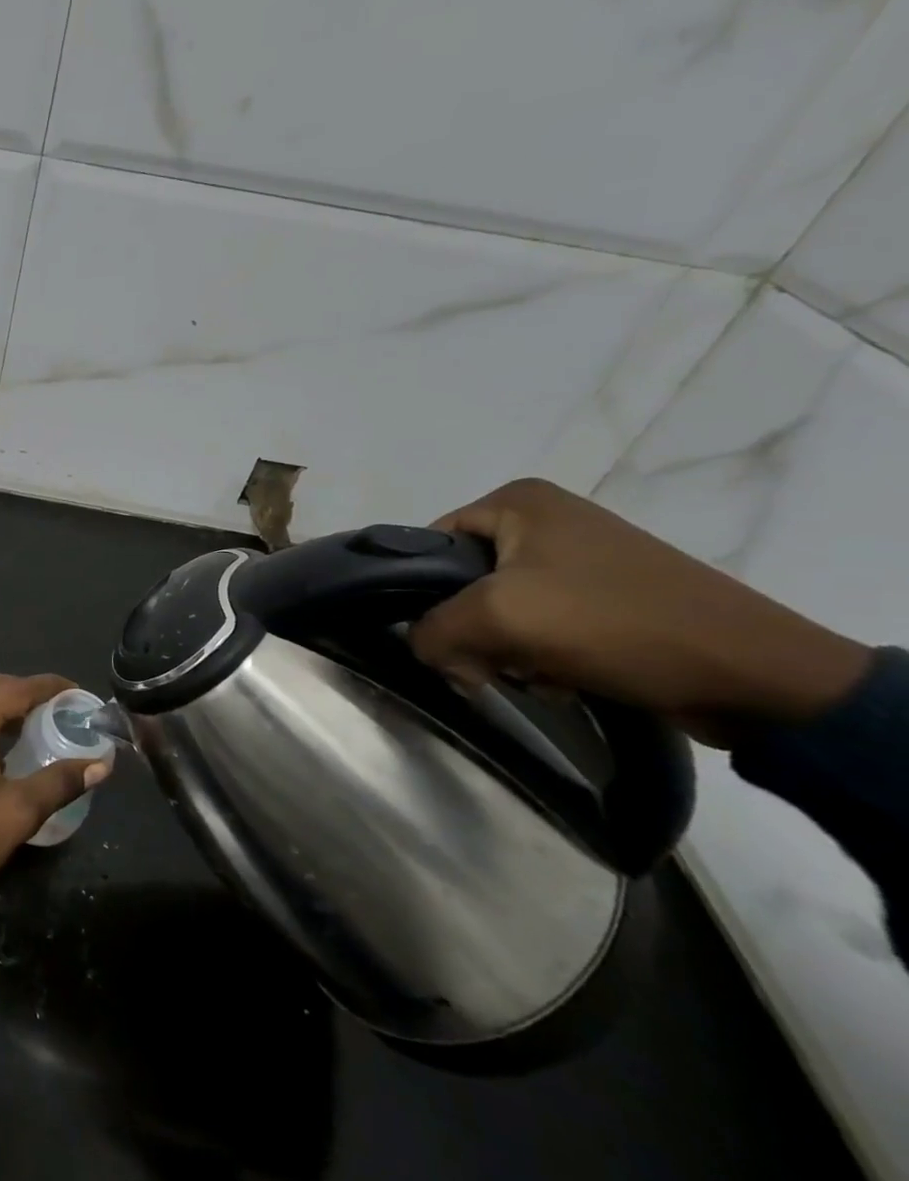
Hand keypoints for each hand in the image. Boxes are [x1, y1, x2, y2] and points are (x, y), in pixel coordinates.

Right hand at [407, 479, 871, 748]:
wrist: (755, 676)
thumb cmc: (613, 623)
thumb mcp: (498, 617)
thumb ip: (432, 629)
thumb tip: (424, 649)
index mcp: (517, 501)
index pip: (431, 546)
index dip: (426, 596)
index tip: (446, 638)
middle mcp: (546, 519)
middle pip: (465, 583)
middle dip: (475, 633)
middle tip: (496, 664)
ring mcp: (581, 558)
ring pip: (502, 611)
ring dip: (509, 651)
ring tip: (540, 674)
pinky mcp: (608, 597)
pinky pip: (543, 626)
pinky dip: (543, 657)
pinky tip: (566, 678)